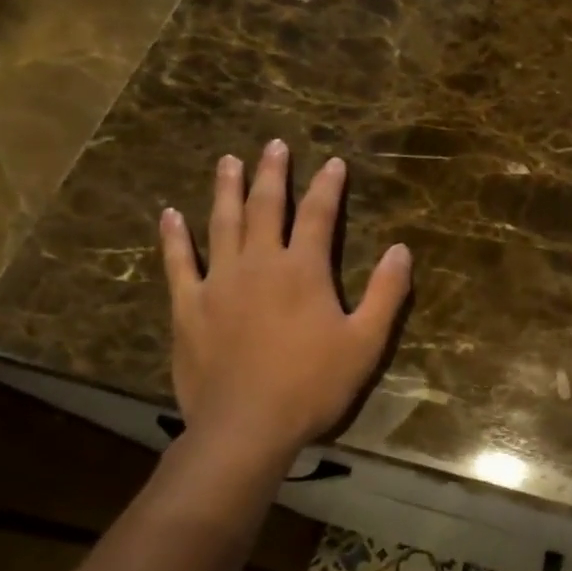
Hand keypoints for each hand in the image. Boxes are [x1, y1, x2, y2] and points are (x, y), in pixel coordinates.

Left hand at [160, 140, 409, 470]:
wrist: (247, 426)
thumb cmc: (314, 384)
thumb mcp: (366, 342)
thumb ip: (386, 293)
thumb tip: (401, 250)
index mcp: (303, 270)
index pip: (317, 215)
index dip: (327, 186)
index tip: (333, 162)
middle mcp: (259, 264)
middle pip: (264, 208)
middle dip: (272, 174)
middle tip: (273, 145)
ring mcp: (218, 283)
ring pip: (220, 224)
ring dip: (225, 190)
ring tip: (228, 161)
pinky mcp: (189, 308)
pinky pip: (179, 263)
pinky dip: (174, 237)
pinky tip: (171, 215)